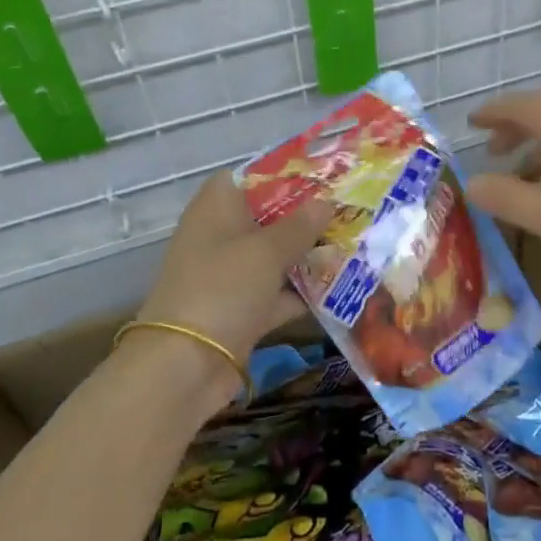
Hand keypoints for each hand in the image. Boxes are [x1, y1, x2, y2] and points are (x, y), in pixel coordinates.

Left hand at [133, 173, 334, 382]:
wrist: (185, 366)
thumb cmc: (223, 288)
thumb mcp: (267, 251)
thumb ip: (300, 225)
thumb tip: (326, 201)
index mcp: (216, 208)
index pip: (249, 177)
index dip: (284, 174)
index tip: (323, 176)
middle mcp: (221, 236)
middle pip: (268, 217)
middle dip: (306, 216)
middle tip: (350, 210)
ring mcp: (230, 275)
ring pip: (275, 256)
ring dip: (309, 255)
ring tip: (355, 244)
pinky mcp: (241, 310)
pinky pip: (277, 293)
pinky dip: (302, 293)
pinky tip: (341, 288)